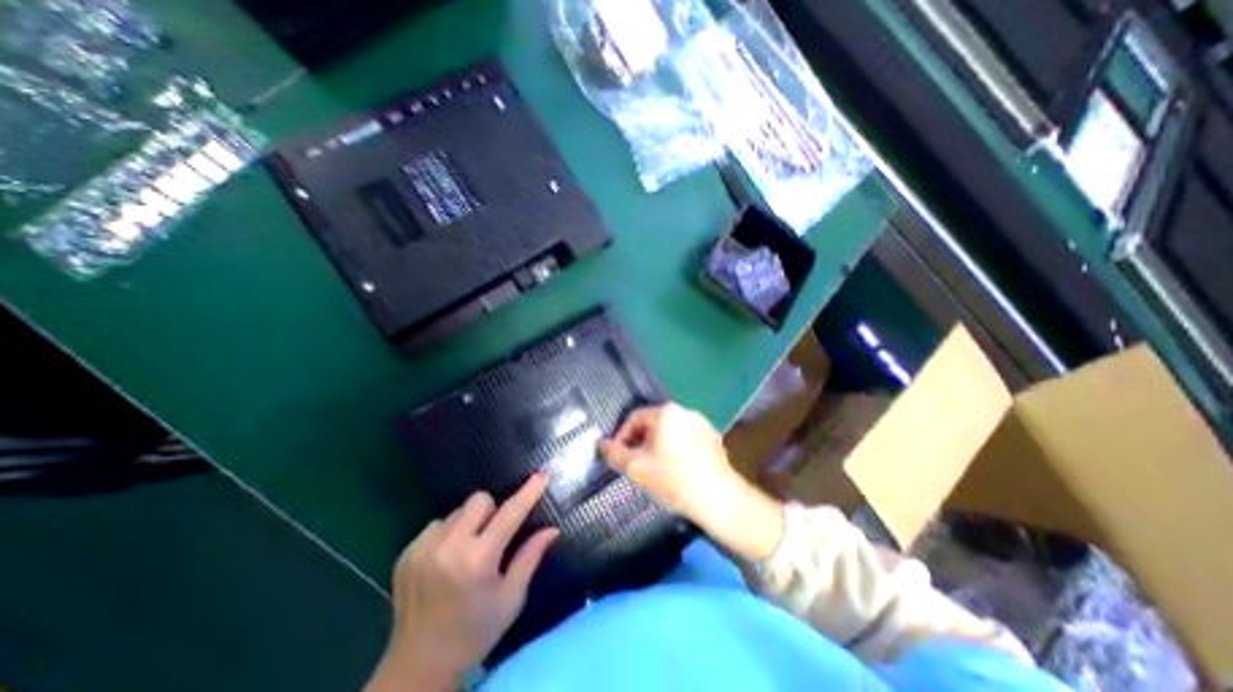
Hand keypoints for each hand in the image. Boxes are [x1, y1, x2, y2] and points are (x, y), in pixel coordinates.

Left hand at [364, 474, 560, 689]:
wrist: (417, 667)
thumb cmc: (476, 632)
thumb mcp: (511, 598)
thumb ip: (531, 557)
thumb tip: (553, 529)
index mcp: (478, 560)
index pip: (509, 513)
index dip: (528, 492)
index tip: (542, 475)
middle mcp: (448, 548)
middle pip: (479, 500)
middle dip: (492, 511)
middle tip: (493, 537)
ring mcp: (422, 549)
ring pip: (457, 511)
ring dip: (469, 523)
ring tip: (467, 552)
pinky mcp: (406, 553)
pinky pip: (437, 524)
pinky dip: (448, 533)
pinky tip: (446, 560)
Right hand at [601, 406, 788, 561]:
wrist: (719, 499)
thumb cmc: (673, 479)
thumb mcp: (636, 468)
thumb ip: (614, 454)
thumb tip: (601, 444)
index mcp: (665, 413)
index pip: (634, 418)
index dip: (622, 437)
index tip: (619, 457)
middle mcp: (684, 411)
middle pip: (652, 424)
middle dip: (640, 443)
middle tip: (636, 466)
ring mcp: (702, 423)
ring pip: (670, 432)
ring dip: (657, 447)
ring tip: (656, 470)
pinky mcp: (713, 438)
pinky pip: (686, 439)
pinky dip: (676, 450)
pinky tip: (677, 471)